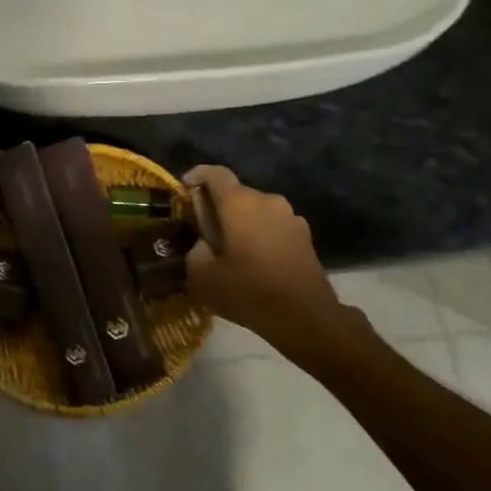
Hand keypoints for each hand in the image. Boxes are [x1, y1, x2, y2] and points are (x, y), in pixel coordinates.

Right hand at [183, 167, 344, 350]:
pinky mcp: (304, 236)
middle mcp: (267, 200)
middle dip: (218, 209)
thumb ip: (195, 250)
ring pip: (256, 212)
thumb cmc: (248, 292)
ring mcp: (290, 216)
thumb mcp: (201, 276)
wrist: (305, 317)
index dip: (197, 176)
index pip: (215, 173)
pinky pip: (273, 227)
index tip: (185, 189)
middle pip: (236, 195)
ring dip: (241, 225)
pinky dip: (260, 237)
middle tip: (205, 235)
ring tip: (232, 254)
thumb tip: (205, 243)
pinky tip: (256, 265)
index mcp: (239, 203)